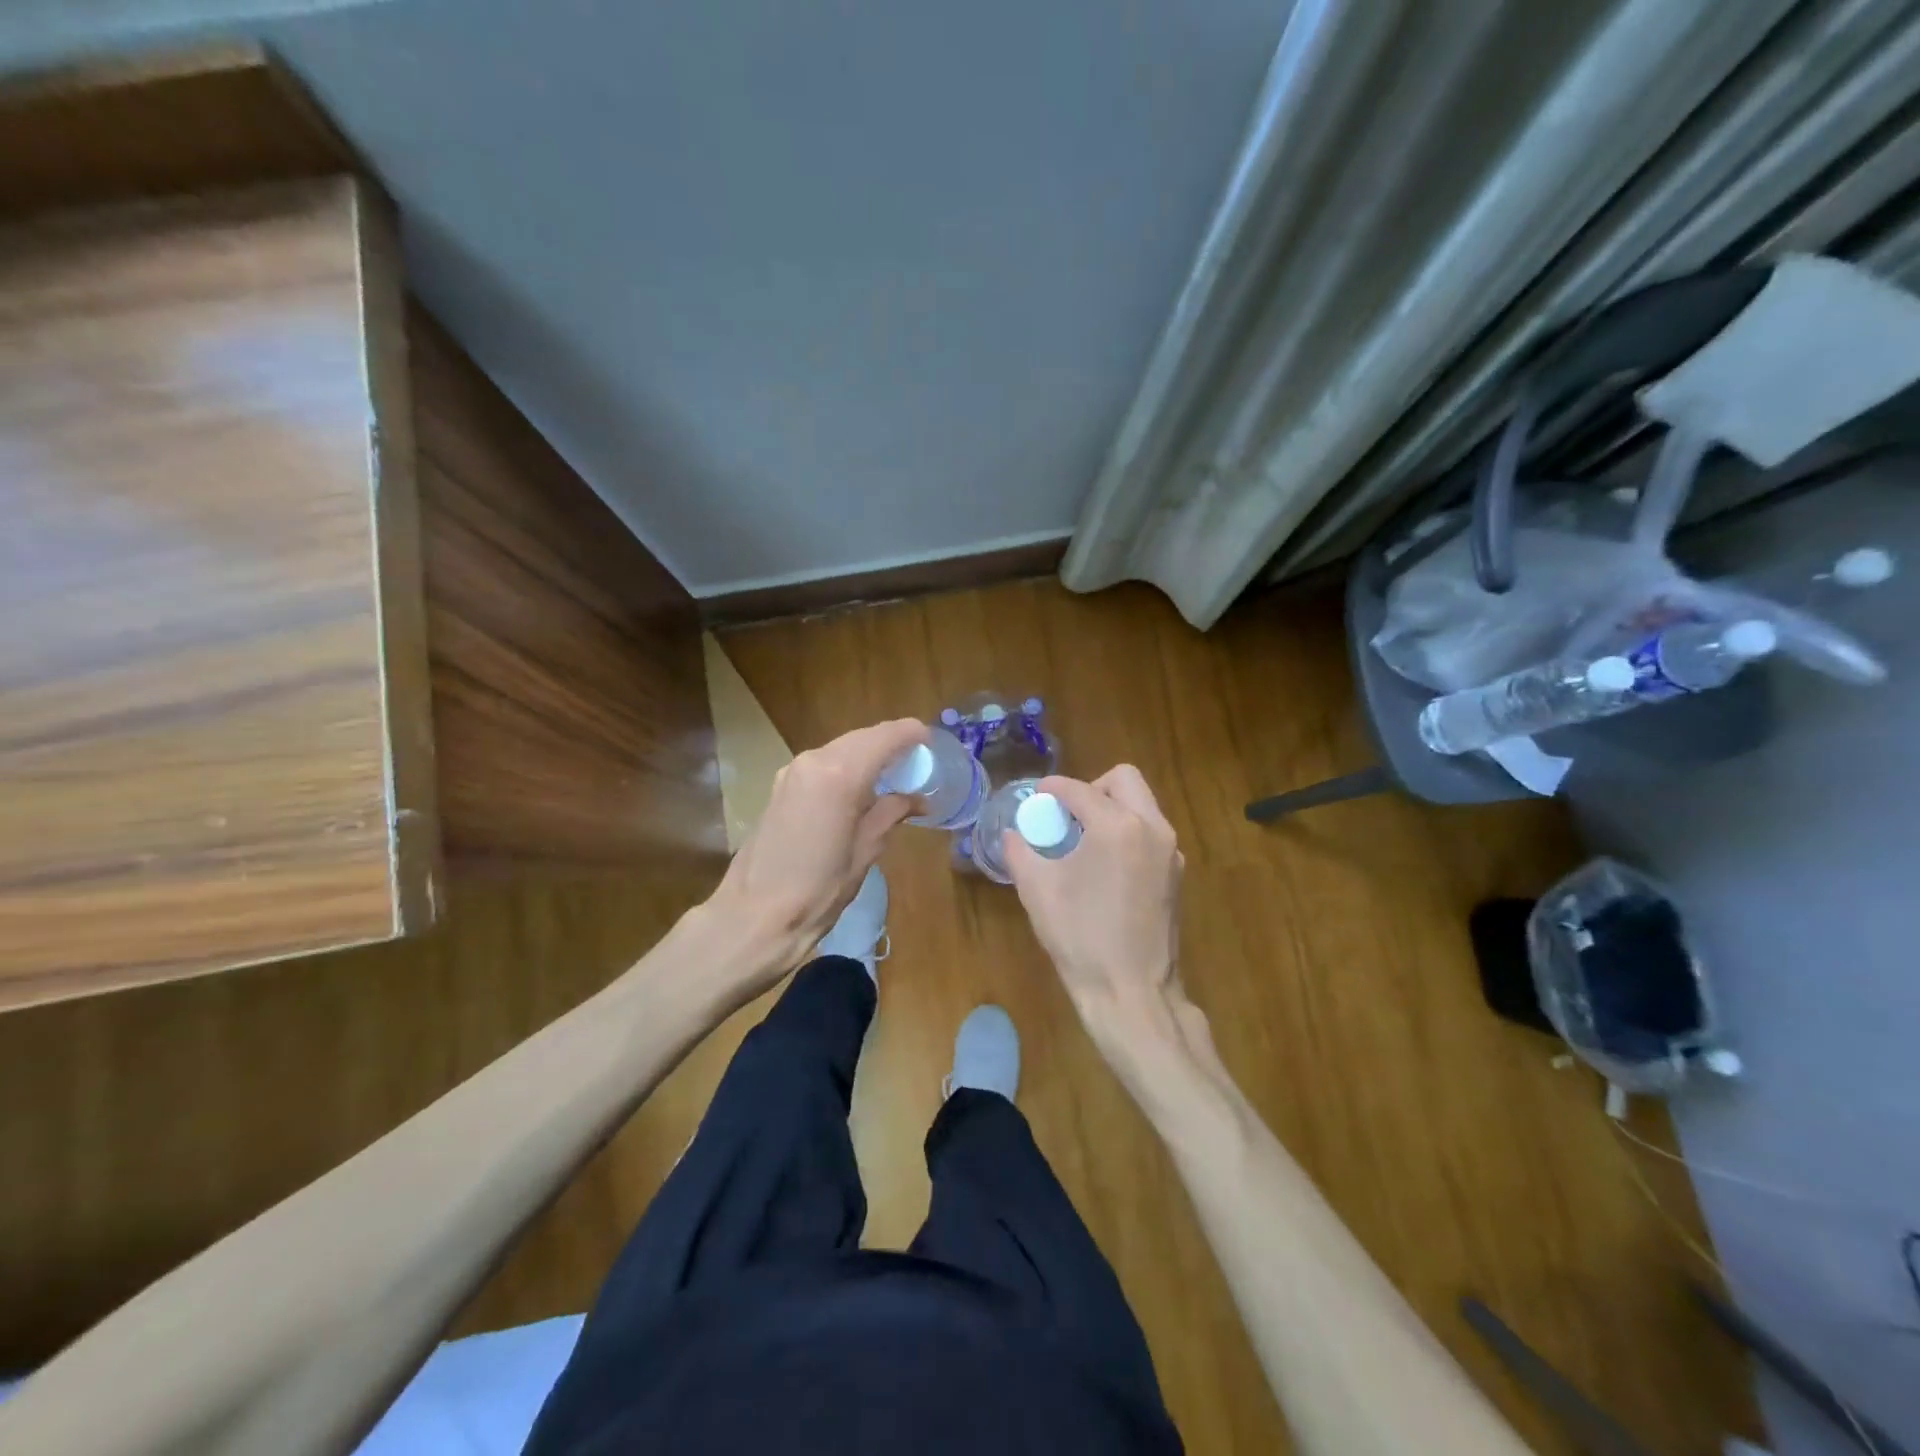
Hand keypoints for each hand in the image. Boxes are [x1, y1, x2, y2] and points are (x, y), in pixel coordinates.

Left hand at [705, 718, 926, 985]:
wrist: (755, 916)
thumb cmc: (818, 890)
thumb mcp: (865, 851)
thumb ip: (890, 814)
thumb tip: (916, 800)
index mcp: (839, 774)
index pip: (884, 737)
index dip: (911, 734)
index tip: (931, 742)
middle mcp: (813, 761)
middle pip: (861, 738)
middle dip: (890, 744)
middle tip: (917, 762)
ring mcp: (792, 771)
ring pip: (840, 748)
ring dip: (867, 755)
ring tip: (893, 776)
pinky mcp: (780, 786)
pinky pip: (823, 764)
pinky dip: (846, 766)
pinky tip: (860, 788)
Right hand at [1003, 766, 1185, 1026]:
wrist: (1132, 992)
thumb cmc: (1081, 938)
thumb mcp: (1038, 891)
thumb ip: (1021, 852)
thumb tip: (1014, 834)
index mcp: (1117, 827)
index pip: (1080, 790)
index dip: (1053, 788)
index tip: (1037, 795)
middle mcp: (1152, 828)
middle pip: (1125, 780)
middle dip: (1093, 788)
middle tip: (1069, 814)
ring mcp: (1170, 852)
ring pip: (1143, 804)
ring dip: (1113, 808)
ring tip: (1085, 839)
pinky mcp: (1177, 874)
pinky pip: (1151, 832)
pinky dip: (1128, 832)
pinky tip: (1106, 865)